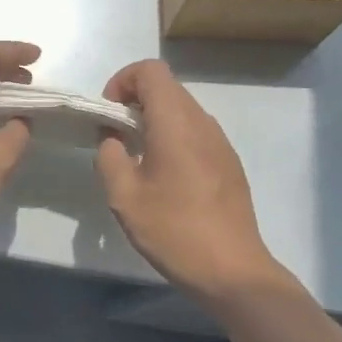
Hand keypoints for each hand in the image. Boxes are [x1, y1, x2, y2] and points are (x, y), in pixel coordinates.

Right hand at [94, 59, 289, 306]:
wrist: (233, 270)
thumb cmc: (174, 230)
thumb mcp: (124, 196)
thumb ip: (109, 156)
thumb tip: (113, 138)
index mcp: (176, 122)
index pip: (150, 70)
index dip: (123, 81)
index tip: (108, 114)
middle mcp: (202, 122)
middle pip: (166, 87)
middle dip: (135, 102)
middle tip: (116, 138)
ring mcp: (220, 141)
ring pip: (182, 110)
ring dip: (154, 121)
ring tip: (138, 159)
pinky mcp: (229, 162)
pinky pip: (195, 132)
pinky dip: (173, 138)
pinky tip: (165, 178)